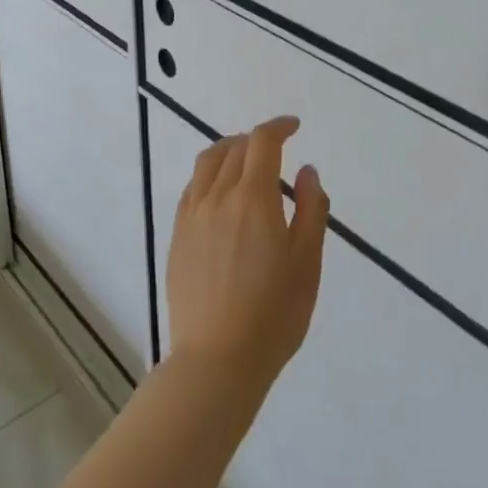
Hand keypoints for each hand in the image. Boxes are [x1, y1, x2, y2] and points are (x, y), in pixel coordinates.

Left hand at [166, 116, 327, 396]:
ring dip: (230, 150)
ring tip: (246, 160)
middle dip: (258, 140)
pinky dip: (209, 175)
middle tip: (277, 148)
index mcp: (252, 198)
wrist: (217, 360)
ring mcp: (192, 216)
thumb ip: (310, 210)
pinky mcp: (178, 236)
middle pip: (235, 149)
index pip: (262, 142)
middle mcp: (217, 197)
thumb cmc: (273, 314)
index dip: (278, 127)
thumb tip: (307, 171)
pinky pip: (192, 188)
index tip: (294, 127)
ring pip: (208, 163)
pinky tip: (220, 193)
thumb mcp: (307, 263)